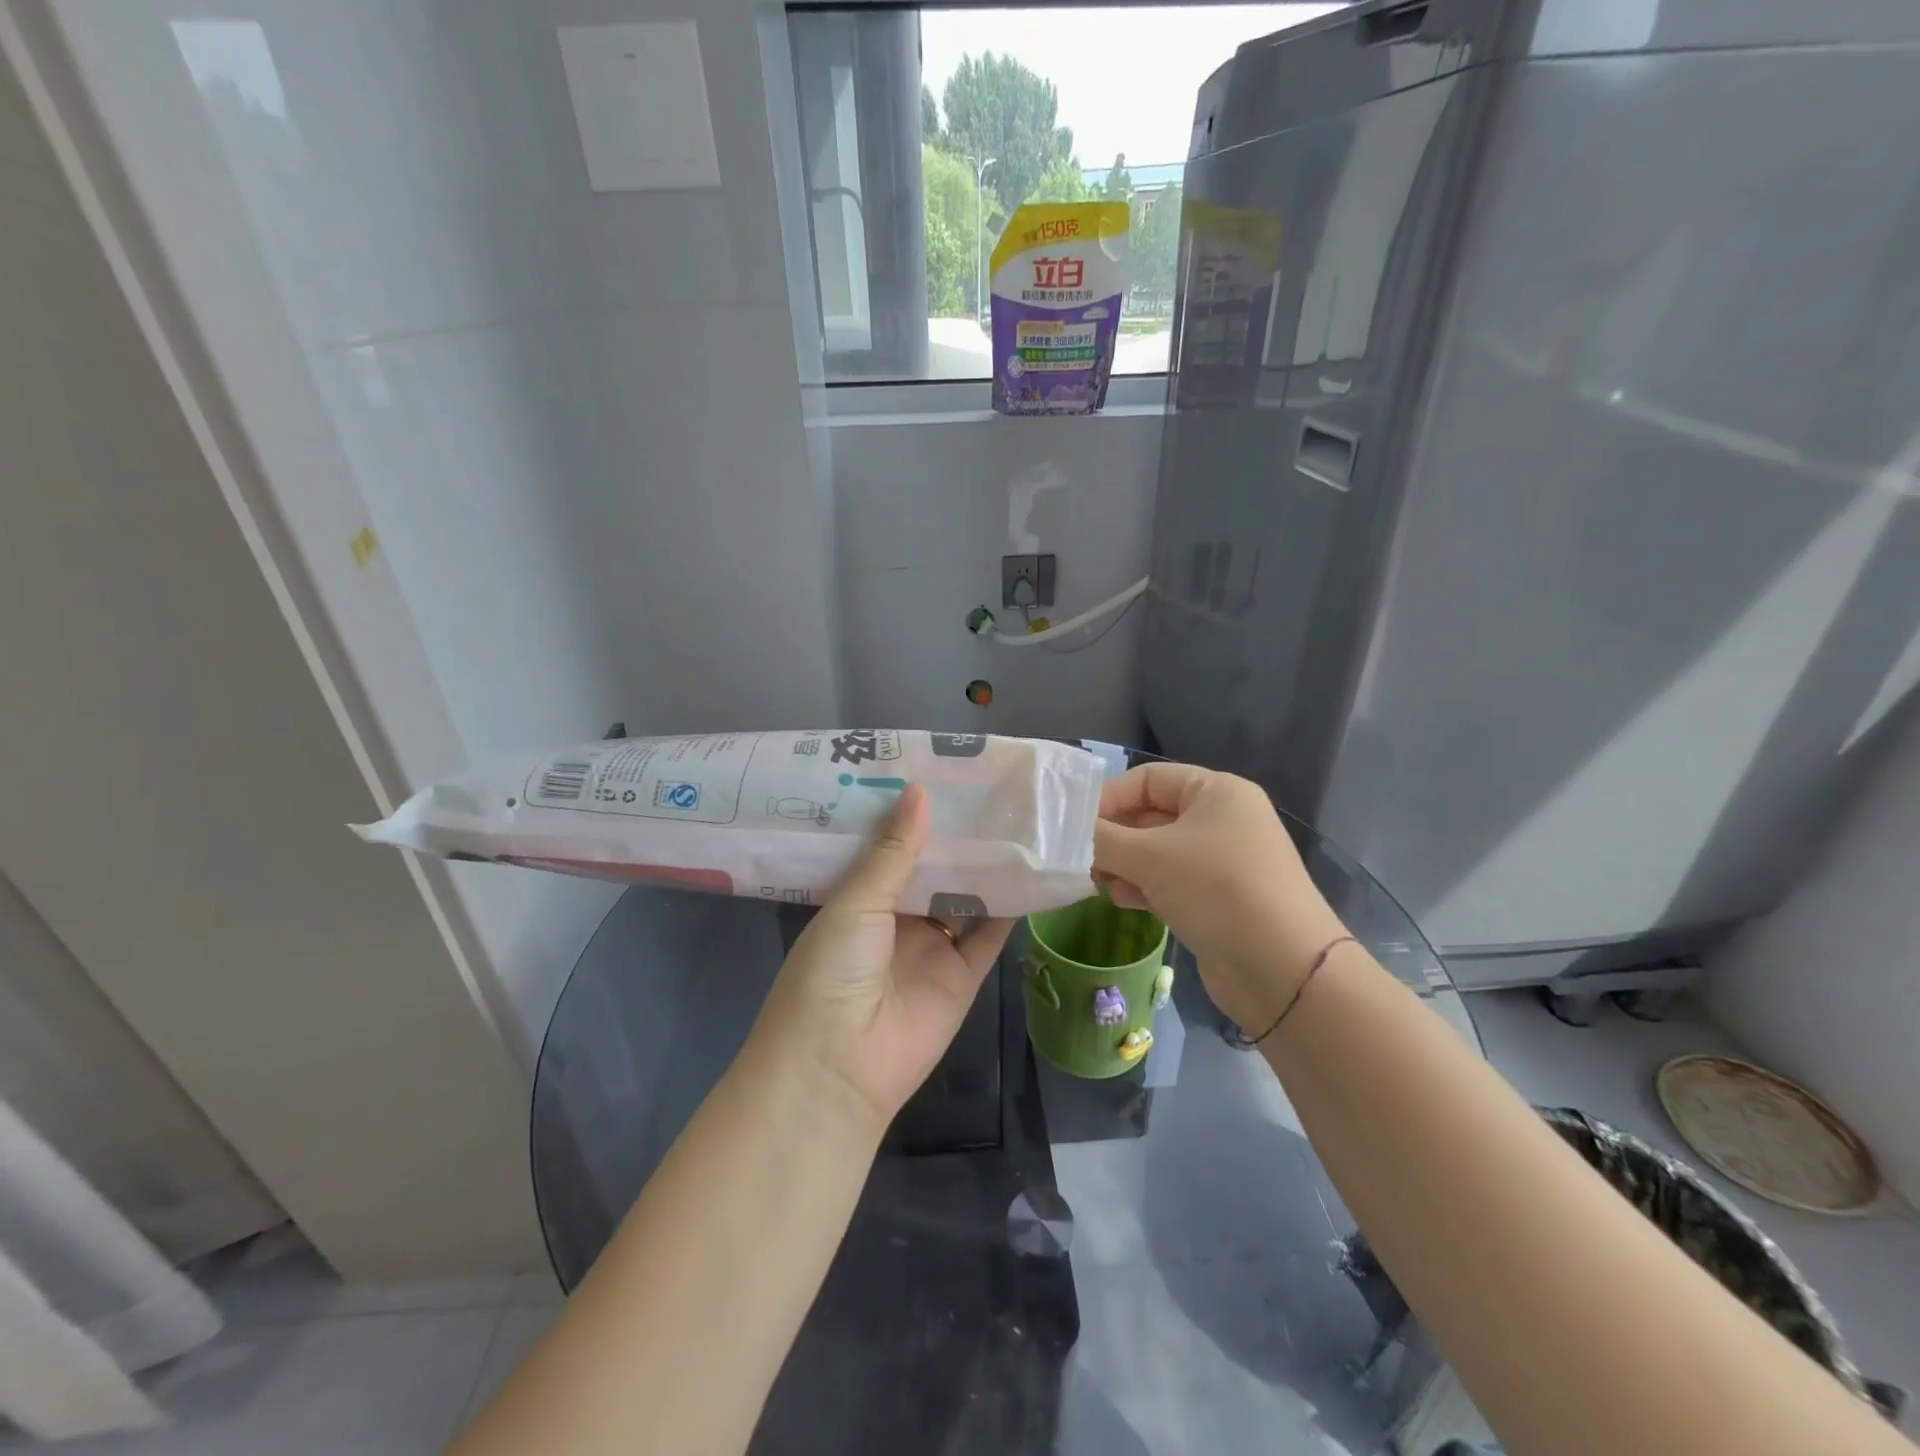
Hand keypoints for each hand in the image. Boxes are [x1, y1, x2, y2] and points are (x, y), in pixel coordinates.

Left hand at [754, 784, 1012, 1127]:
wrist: (840, 1067)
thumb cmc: (831, 972)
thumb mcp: (855, 904)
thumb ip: (892, 852)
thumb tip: (919, 792)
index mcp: (860, 899)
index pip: (891, 847)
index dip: (913, 816)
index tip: (940, 774)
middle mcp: (897, 920)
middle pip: (933, 870)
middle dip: (956, 836)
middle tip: (989, 788)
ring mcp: (932, 948)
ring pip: (965, 898)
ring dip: (987, 866)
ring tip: (1017, 818)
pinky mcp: (964, 975)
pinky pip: (991, 935)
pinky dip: (1011, 908)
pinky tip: (1032, 870)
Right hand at [1093, 762, 1347, 1031]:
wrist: (1282, 968)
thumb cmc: (1215, 889)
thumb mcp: (1149, 856)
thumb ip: (1101, 839)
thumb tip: (1066, 832)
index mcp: (1215, 791)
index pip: (1147, 779)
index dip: (1108, 798)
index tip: (1073, 826)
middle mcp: (1221, 819)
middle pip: (1150, 816)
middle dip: (1113, 837)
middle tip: (1079, 859)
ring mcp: (1222, 861)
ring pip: (1157, 852)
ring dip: (1124, 865)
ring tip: (1098, 883)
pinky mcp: (1219, 899)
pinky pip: (1171, 881)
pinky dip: (1144, 887)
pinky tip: (1123, 901)